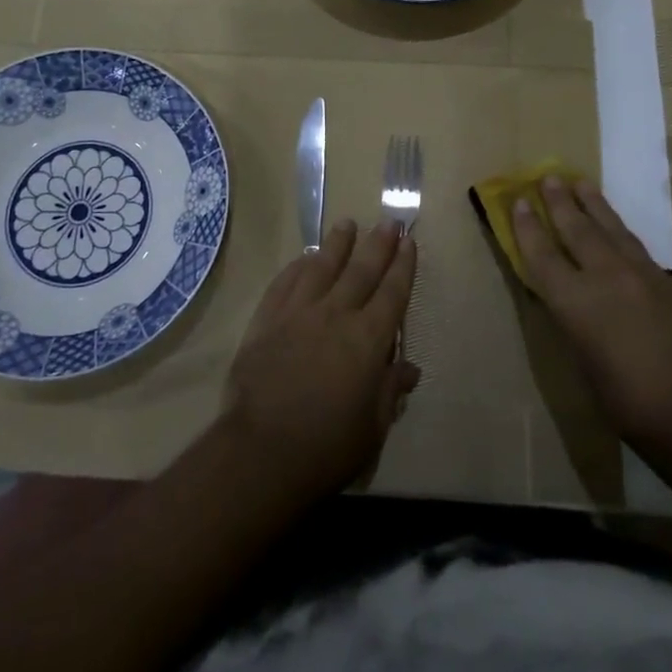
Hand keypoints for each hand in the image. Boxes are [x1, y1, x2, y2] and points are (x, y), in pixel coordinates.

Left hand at [222, 220, 420, 502]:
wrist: (261, 451)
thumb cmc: (326, 446)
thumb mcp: (372, 426)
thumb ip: (390, 390)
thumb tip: (409, 367)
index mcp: (368, 340)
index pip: (393, 293)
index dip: (403, 266)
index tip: (409, 241)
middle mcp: (336, 315)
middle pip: (361, 270)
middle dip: (378, 244)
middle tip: (388, 221)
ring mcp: (298, 313)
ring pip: (322, 267)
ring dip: (337, 244)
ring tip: (347, 224)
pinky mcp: (267, 320)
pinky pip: (285, 282)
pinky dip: (297, 266)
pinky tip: (304, 257)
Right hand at [511, 175, 671, 441]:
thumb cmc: (632, 404)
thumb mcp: (586, 366)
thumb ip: (576, 325)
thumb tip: (573, 304)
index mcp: (576, 303)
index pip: (542, 255)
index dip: (527, 227)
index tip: (518, 201)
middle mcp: (607, 277)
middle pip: (577, 230)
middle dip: (560, 202)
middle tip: (549, 177)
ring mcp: (645, 275)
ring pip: (613, 230)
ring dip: (594, 206)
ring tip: (582, 184)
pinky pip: (639, 250)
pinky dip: (622, 235)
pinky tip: (620, 234)